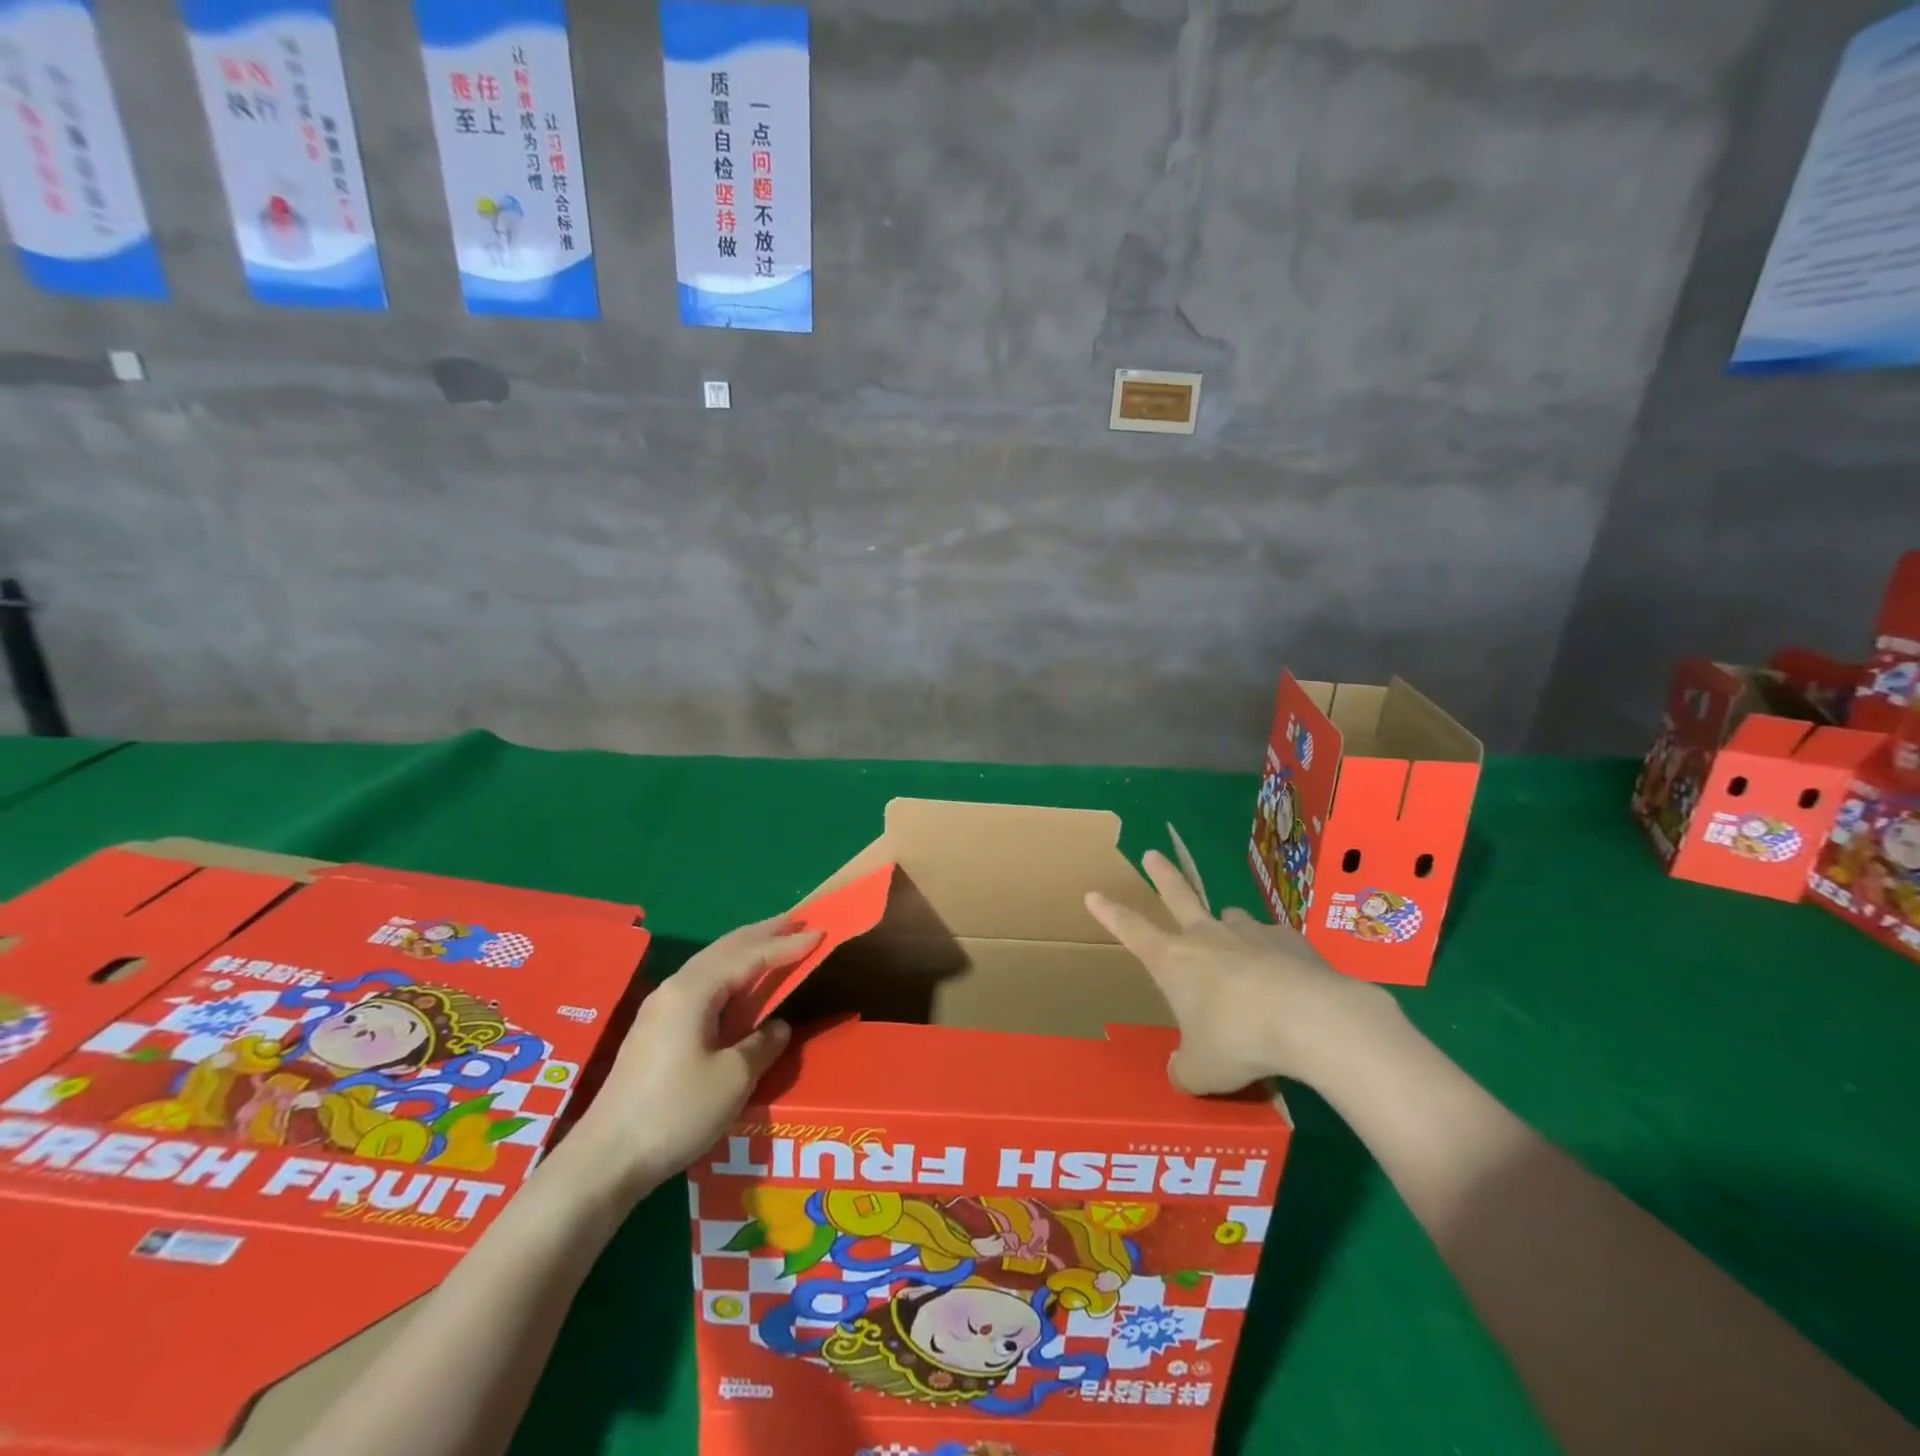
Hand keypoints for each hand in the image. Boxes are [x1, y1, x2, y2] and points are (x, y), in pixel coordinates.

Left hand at [563, 917, 820, 1201]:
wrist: (606, 1159)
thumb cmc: (675, 1113)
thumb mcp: (733, 1079)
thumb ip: (763, 1044)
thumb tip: (777, 1026)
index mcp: (694, 992)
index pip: (749, 956)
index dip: (786, 946)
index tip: (819, 932)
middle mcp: (675, 988)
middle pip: (725, 948)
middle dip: (763, 933)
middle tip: (798, 922)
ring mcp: (660, 1007)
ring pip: (711, 963)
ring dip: (746, 949)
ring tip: (774, 941)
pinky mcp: (655, 1029)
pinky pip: (702, 982)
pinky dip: (730, 971)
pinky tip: (739, 982)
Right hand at [1085, 850, 1395, 1091]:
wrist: (1309, 1018)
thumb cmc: (1237, 1040)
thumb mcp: (1202, 1070)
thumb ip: (1186, 1069)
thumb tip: (1181, 1073)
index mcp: (1173, 961)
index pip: (1131, 930)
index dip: (1110, 913)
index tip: (1093, 894)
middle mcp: (1207, 937)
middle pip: (1178, 895)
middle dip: (1162, 875)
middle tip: (1152, 854)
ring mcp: (1250, 933)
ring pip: (1231, 918)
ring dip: (1228, 926)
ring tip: (1234, 940)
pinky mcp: (1291, 941)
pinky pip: (1276, 942)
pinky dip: (1275, 955)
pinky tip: (1288, 974)